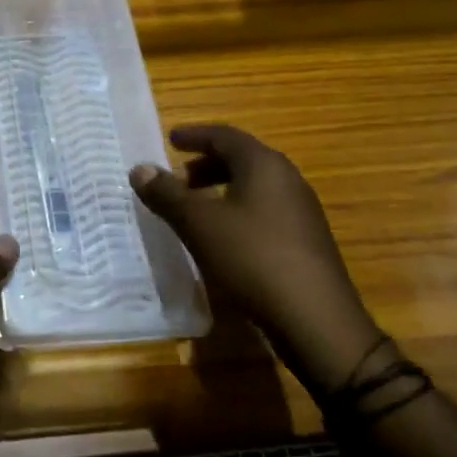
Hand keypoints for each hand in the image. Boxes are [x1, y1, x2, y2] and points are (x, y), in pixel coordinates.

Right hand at [131, 126, 380, 394]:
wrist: (317, 320)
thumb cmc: (252, 259)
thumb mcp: (199, 225)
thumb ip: (166, 194)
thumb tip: (139, 169)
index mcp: (264, 165)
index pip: (224, 136)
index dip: (194, 136)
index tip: (171, 139)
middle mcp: (287, 179)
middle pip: (241, 159)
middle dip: (205, 165)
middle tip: (177, 180)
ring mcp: (301, 210)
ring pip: (254, 186)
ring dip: (221, 189)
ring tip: (194, 210)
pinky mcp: (306, 240)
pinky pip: (265, 210)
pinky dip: (237, 211)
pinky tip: (223, 238)